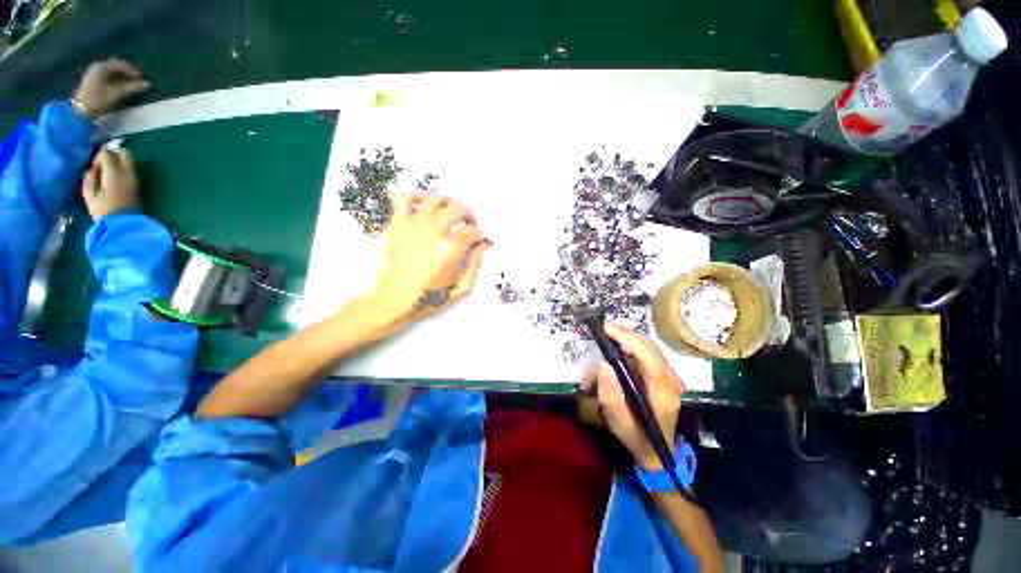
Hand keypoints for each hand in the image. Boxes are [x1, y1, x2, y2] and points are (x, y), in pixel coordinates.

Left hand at [72, 59, 150, 117]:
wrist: (81, 110)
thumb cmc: (99, 100)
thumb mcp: (117, 93)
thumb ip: (132, 87)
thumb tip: (147, 84)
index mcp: (102, 67)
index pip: (121, 64)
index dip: (132, 70)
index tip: (141, 78)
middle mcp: (98, 66)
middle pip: (115, 67)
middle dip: (127, 73)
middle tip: (136, 80)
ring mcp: (93, 73)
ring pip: (111, 71)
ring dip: (122, 76)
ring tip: (130, 84)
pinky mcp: (92, 80)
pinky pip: (107, 75)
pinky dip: (115, 79)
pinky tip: (120, 85)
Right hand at [81, 149, 140, 220]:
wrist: (125, 225)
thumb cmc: (104, 210)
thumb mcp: (89, 194)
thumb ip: (89, 177)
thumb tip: (93, 169)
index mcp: (114, 172)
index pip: (107, 153)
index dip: (98, 158)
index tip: (94, 169)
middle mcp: (128, 172)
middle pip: (124, 152)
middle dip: (113, 155)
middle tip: (104, 167)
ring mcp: (136, 178)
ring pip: (130, 161)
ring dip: (120, 163)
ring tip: (109, 175)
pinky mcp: (140, 186)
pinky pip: (132, 171)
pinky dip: (124, 171)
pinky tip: (116, 181)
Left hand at [368, 193, 488, 323]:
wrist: (392, 301)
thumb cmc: (429, 298)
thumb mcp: (461, 289)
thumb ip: (474, 264)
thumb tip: (482, 244)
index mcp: (449, 250)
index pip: (471, 231)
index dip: (479, 233)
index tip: (479, 239)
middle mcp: (432, 232)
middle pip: (456, 209)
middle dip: (468, 214)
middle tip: (470, 224)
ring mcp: (412, 226)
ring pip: (434, 199)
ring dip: (447, 203)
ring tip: (450, 212)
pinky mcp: (396, 225)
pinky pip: (404, 200)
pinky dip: (416, 196)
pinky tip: (424, 204)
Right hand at [582, 322, 683, 470]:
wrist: (658, 451)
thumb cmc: (636, 436)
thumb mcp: (617, 419)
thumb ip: (609, 391)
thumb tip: (604, 363)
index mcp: (663, 391)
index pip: (647, 356)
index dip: (626, 338)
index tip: (606, 329)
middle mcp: (671, 379)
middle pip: (648, 346)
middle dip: (624, 334)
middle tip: (602, 330)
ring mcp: (670, 376)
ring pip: (648, 347)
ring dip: (626, 339)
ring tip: (607, 338)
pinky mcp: (664, 375)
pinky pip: (646, 353)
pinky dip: (630, 346)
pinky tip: (617, 348)